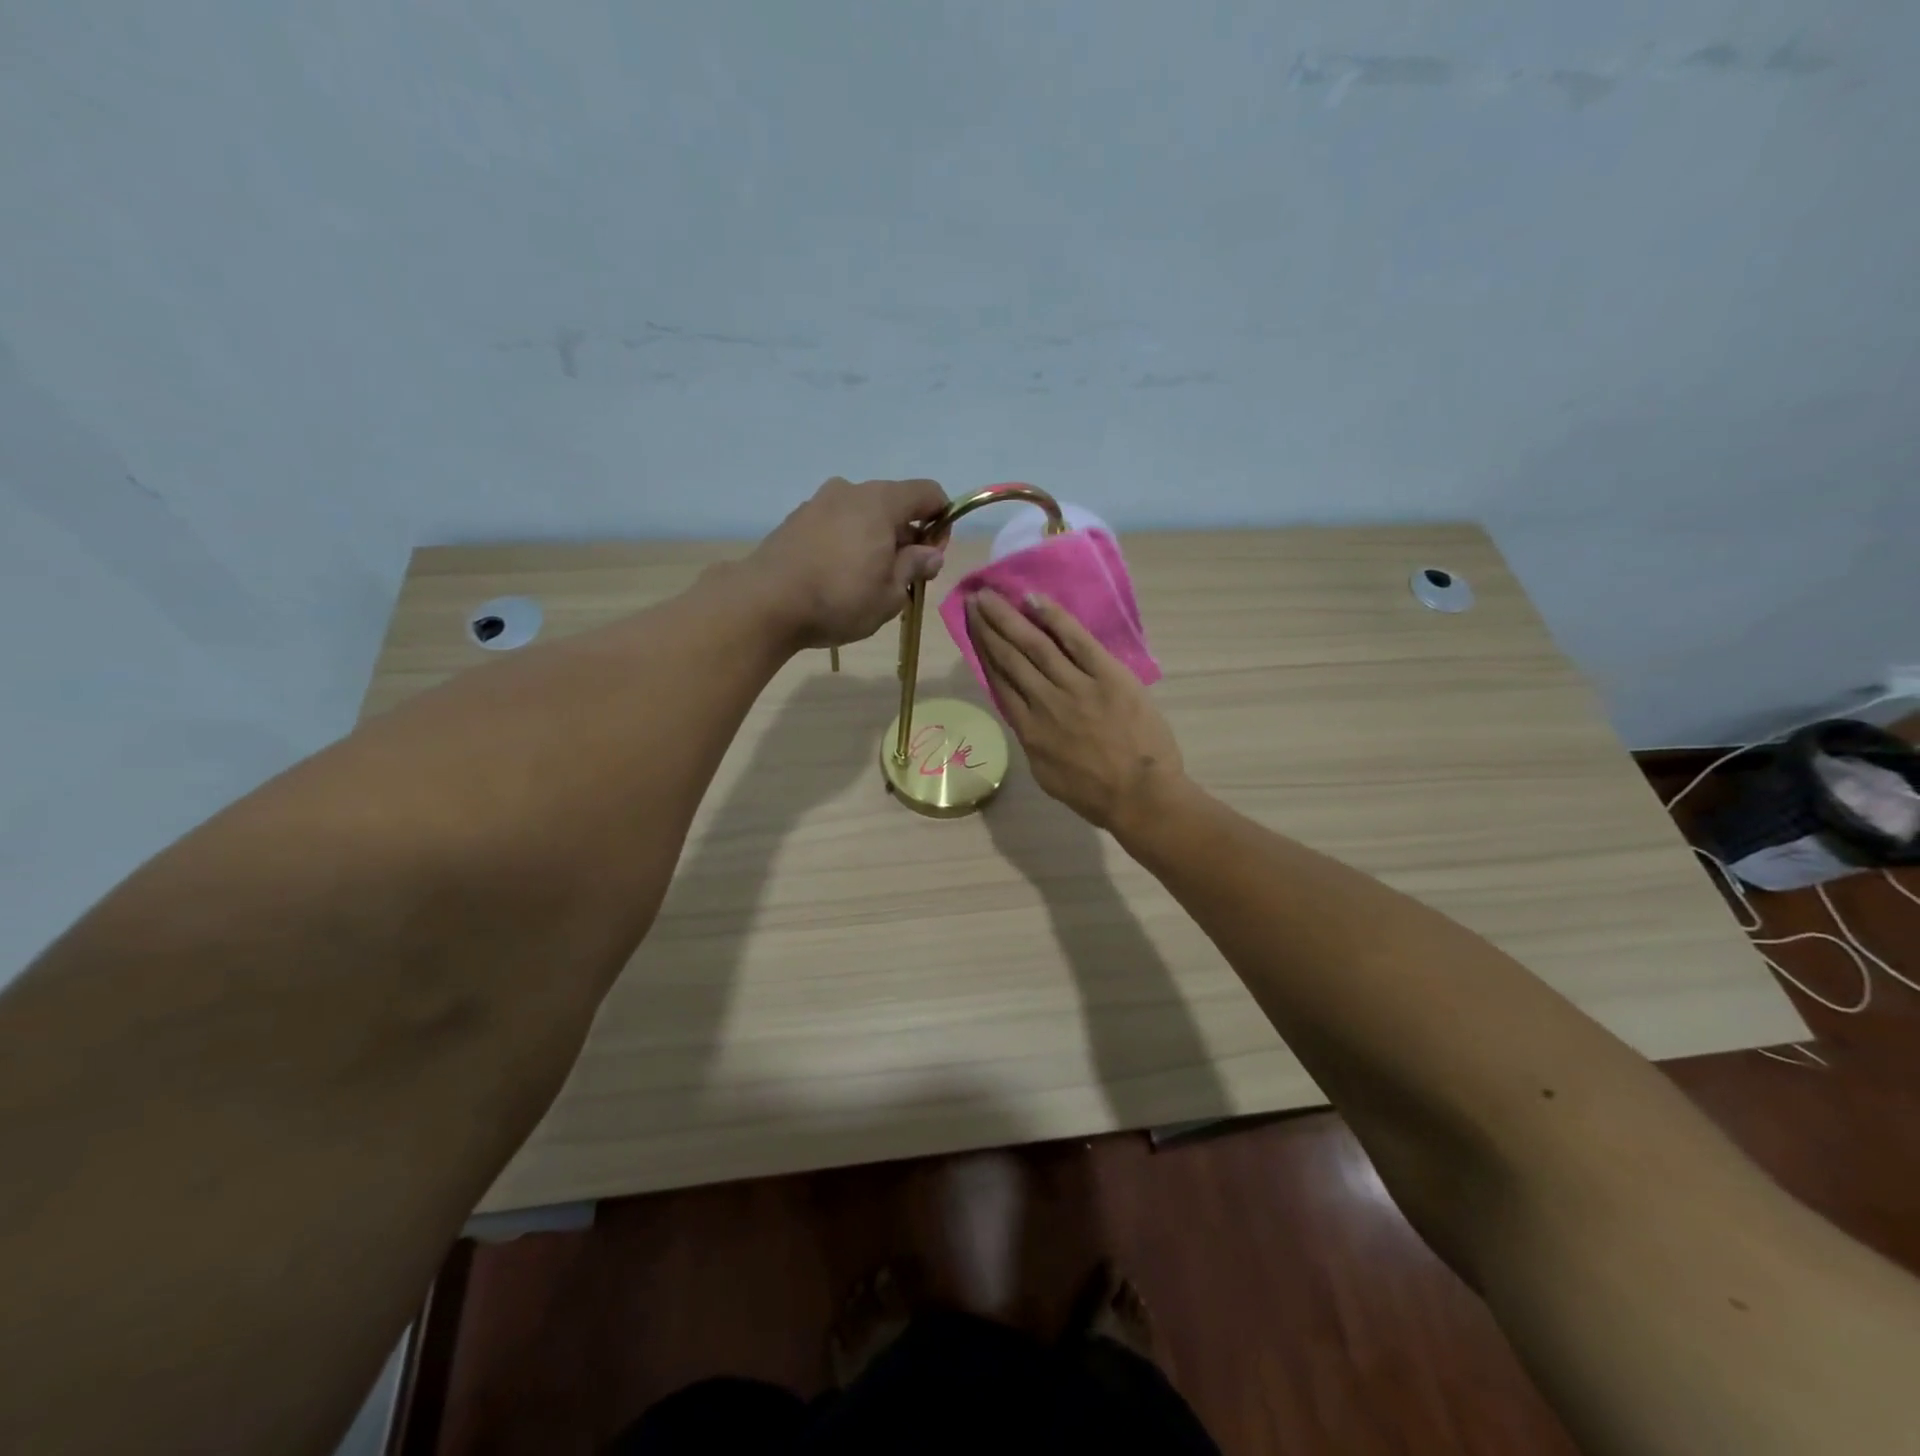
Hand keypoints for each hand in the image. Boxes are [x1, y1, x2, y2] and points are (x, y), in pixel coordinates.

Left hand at [748, 477, 949, 647]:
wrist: (765, 603)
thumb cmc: (840, 599)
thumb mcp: (890, 593)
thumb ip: (914, 567)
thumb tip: (930, 553)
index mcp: (881, 502)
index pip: (928, 493)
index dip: (942, 521)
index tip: (933, 556)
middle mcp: (850, 491)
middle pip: (894, 504)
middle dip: (906, 536)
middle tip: (902, 576)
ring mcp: (818, 502)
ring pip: (862, 515)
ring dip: (875, 540)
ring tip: (867, 580)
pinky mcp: (796, 520)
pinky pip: (836, 524)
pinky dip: (848, 542)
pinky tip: (838, 576)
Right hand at [964, 589, 1184, 830]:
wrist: (1141, 796)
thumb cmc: (1094, 794)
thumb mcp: (1046, 773)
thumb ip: (1031, 739)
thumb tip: (1022, 712)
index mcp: (1028, 730)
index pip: (1000, 682)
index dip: (983, 653)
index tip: (971, 630)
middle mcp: (1044, 702)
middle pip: (1010, 658)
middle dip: (989, 628)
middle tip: (973, 600)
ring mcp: (1076, 687)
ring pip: (1035, 645)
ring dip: (1009, 617)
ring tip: (990, 596)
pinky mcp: (1107, 676)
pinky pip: (1077, 641)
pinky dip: (1054, 618)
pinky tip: (1034, 600)